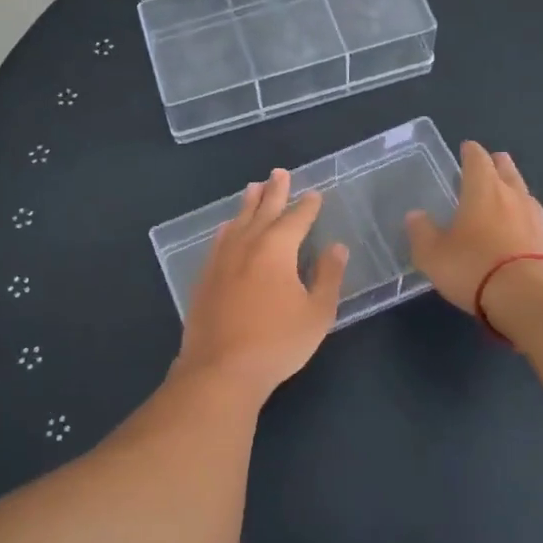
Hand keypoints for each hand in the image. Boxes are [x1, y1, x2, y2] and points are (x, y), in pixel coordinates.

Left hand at [175, 168, 348, 402]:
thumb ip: (328, 277)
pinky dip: (227, 228)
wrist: (221, 369)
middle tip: (279, 172)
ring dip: (248, 204)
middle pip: (263, 210)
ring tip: (253, 188)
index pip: (296, 219)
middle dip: (274, 191)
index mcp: (276, 249)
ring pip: (237, 222)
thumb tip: (337, 248)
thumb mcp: (316, 313)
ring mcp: (221, 260)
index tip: (315, 193)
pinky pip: (218, 241)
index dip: (308, 206)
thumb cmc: (277, 342)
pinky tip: (227, 228)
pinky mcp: (204, 278)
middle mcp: (247, 245)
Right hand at [405, 141, 542, 315]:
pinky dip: (525, 220)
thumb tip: (415, 215)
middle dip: (498, 164)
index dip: (471, 152)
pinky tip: (521, 230)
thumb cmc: (474, 267)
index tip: (467, 147)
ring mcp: (536, 219)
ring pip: (525, 194)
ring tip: (508, 193)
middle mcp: (512, 196)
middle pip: (507, 171)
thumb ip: (422, 233)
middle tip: (492, 162)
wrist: (530, 297)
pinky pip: (535, 222)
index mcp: (483, 190)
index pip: (477, 160)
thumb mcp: (433, 254)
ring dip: (515, 190)